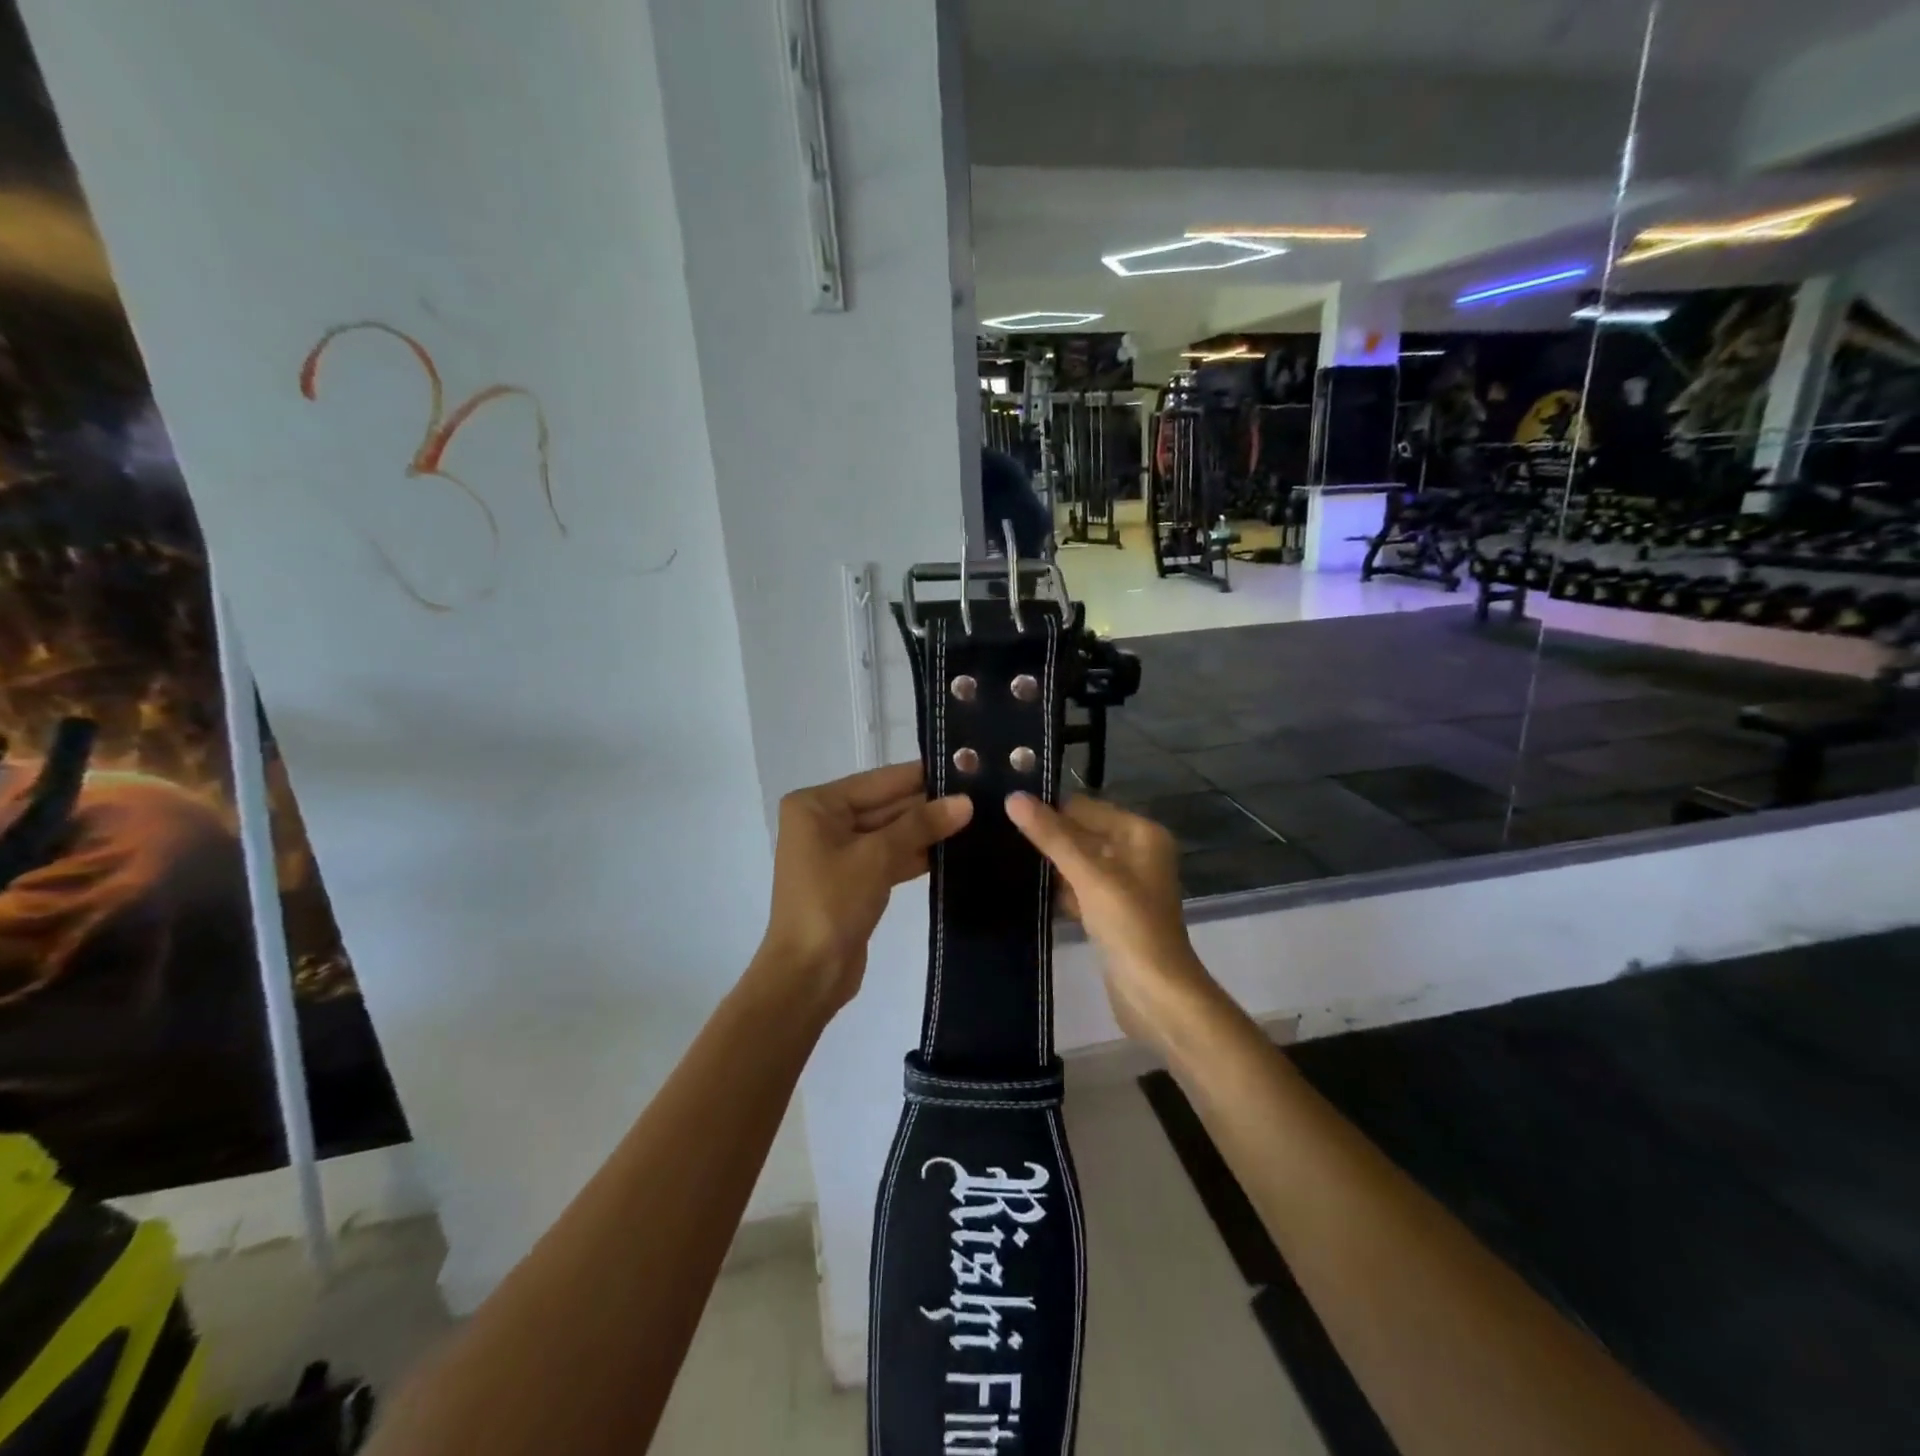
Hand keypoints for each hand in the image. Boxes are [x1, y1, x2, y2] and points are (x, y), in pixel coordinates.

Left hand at [756, 762, 972, 1013]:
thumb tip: (966, 801)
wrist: (808, 975)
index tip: (967, 765)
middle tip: (982, 795)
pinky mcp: (854, 879)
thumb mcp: (877, 857)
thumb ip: (921, 824)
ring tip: (979, 819)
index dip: (924, 775)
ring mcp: (838, 852)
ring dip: (928, 830)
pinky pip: (890, 856)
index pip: (881, 780)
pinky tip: (957, 850)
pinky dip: (917, 854)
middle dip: (930, 804)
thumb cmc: (832, 903)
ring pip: (892, 832)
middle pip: (886, 805)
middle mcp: (824, 821)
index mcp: (817, 805)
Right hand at [1005, 793, 1214, 1048]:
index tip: (1003, 808)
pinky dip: (1057, 889)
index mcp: (1140, 834)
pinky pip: (1078, 888)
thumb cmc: (1130, 926)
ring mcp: (1124, 885)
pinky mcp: (1111, 912)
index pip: (1084, 807)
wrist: (1157, 996)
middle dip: (1046, 836)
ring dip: (1048, 863)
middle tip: (995, 831)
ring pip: (1077, 862)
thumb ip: (1052, 837)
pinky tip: (1022, 888)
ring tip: (1000, 855)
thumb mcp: (1090, 876)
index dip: (1048, 808)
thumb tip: (1013, 798)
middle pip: (1081, 833)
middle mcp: (1136, 852)